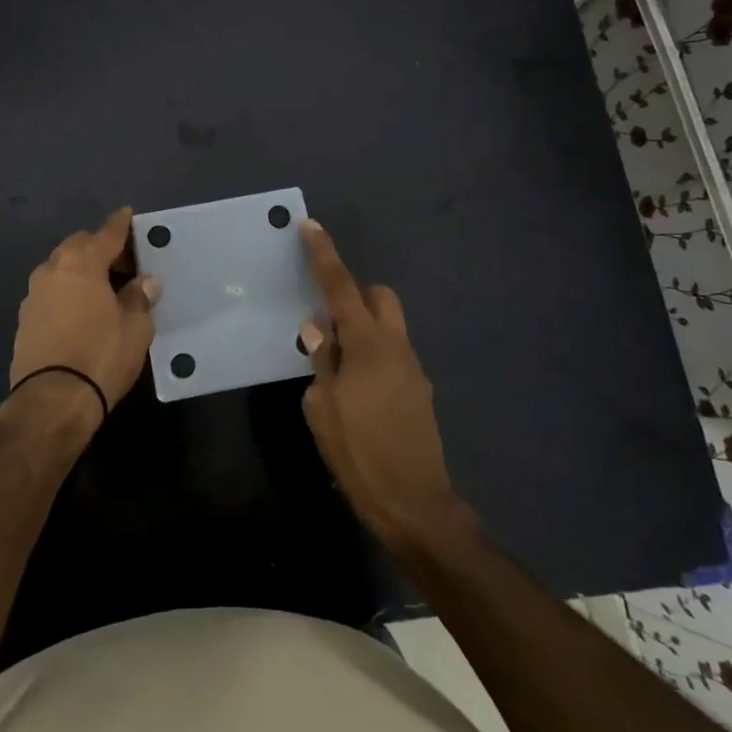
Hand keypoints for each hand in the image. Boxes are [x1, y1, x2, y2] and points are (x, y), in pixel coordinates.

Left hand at [10, 207, 160, 421]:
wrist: (52, 401)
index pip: (105, 234)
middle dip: (99, 247)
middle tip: (123, 262)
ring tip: (103, 288)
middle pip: (78, 247)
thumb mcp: (134, 327)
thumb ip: (139, 297)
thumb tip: (145, 281)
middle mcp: (52, 270)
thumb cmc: (101, 355)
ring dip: (81, 271)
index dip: (120, 224)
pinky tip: (81, 310)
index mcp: (81, 263)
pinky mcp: (24, 320)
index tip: (127, 213)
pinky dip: (67, 292)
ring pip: (60, 269)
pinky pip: (51, 293)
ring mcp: (33, 295)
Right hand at [298, 221, 466, 551]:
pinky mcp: (420, 391)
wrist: (414, 505)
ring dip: (364, 330)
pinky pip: (393, 354)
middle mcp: (396, 346)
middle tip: (329, 322)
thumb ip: (321, 361)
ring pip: (389, 326)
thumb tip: (318, 329)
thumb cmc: (359, 452)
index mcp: (368, 344)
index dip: (324, 255)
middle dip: (355, 296)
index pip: (341, 287)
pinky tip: (357, 393)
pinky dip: (373, 356)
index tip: (311, 226)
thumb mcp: (322, 407)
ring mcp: (413, 368)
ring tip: (338, 367)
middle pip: (380, 297)